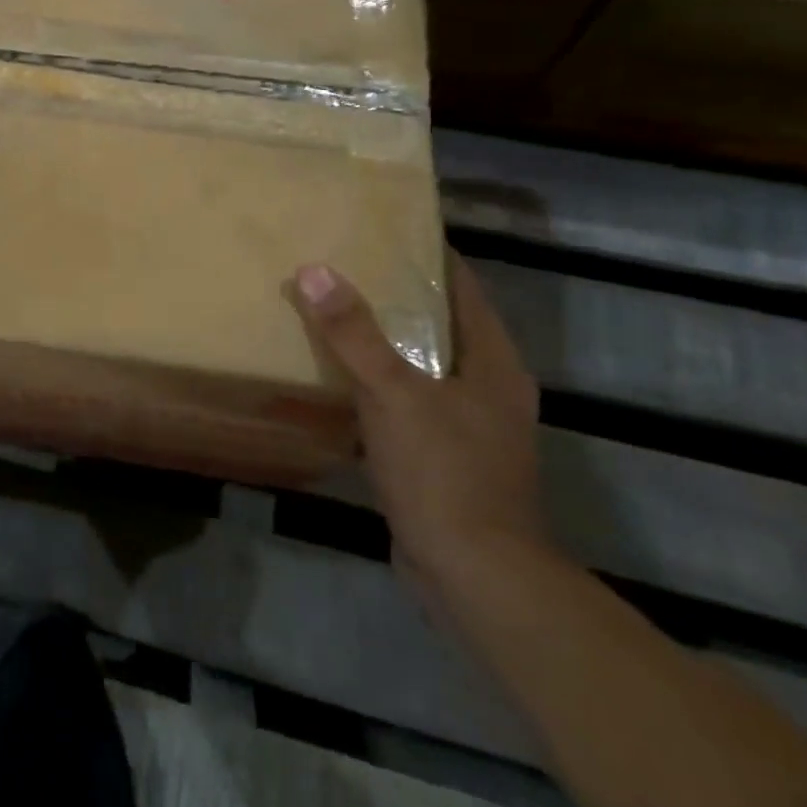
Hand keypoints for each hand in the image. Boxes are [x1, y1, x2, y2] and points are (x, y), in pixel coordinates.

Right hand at [291, 253, 551, 594]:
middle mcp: (488, 387)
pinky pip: (407, 402)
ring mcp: (469, 425)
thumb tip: (314, 270)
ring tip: (332, 313)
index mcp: (492, 362)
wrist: (474, 576)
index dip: (427, 255)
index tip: (381, 229)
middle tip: (343, 266)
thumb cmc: (445, 473)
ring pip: (420, 365)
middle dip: (394, 296)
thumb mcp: (394, 394)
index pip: (462, 287)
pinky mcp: (445, 456)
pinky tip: (338, 379)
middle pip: (439, 324)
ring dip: (383, 343)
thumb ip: (354, 333)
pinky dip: (377, 385)